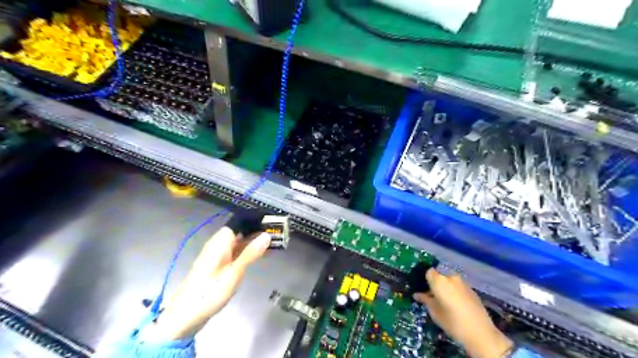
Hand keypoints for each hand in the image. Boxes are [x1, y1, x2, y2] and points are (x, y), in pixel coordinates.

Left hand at [139, 227, 269, 341]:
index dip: (253, 220)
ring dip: (252, 242)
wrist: (185, 316)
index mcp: (220, 242)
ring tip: (272, 242)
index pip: (238, 222)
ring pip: (237, 242)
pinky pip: (235, 252)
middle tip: (276, 232)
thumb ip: (250, 253)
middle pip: (238, 231)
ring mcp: (217, 256)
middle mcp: (217, 245)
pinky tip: (257, 255)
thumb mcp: (234, 272)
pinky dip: (246, 252)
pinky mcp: (217, 266)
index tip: (270, 221)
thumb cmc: (210, 292)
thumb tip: (266, 235)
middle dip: (255, 231)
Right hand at [414, 268, 511, 357]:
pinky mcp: (472, 290)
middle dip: (436, 285)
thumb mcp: (434, 312)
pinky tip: (457, 305)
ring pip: (450, 282)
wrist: (481, 333)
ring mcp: (463, 283)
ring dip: (446, 288)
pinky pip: (459, 287)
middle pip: (440, 276)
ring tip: (446, 303)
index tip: (423, 290)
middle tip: (433, 298)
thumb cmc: (452, 322)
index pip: (428, 272)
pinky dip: (455, 292)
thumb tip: (417, 295)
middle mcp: (451, 277)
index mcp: (439, 281)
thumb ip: (425, 300)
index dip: (425, 280)